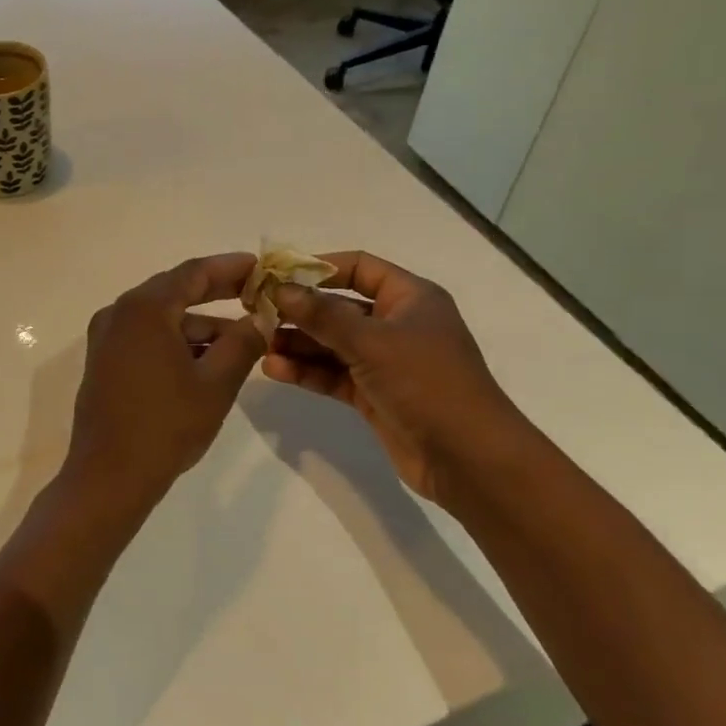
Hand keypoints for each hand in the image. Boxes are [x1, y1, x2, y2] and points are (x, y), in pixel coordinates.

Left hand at [62, 253, 266, 511]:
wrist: (109, 476)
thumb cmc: (166, 426)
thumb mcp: (216, 383)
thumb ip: (243, 343)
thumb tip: (261, 318)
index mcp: (144, 309)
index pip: (192, 273)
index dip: (230, 267)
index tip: (260, 266)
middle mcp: (119, 313)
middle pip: (174, 290)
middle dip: (216, 292)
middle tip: (255, 294)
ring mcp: (106, 338)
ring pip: (160, 318)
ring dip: (198, 324)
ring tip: (240, 340)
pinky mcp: (103, 361)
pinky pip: (145, 337)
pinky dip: (175, 341)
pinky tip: (205, 360)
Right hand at [261, 251, 528, 502]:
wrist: (468, 458)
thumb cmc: (427, 383)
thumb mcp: (372, 342)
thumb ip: (322, 315)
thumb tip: (280, 289)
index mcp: (410, 298)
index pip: (359, 267)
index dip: (318, 267)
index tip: (276, 274)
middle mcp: (397, 324)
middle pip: (339, 307)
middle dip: (299, 310)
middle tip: (256, 313)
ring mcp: (384, 361)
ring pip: (332, 343)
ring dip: (298, 343)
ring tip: (260, 344)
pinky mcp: (373, 394)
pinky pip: (333, 374)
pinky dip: (306, 371)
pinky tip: (274, 369)